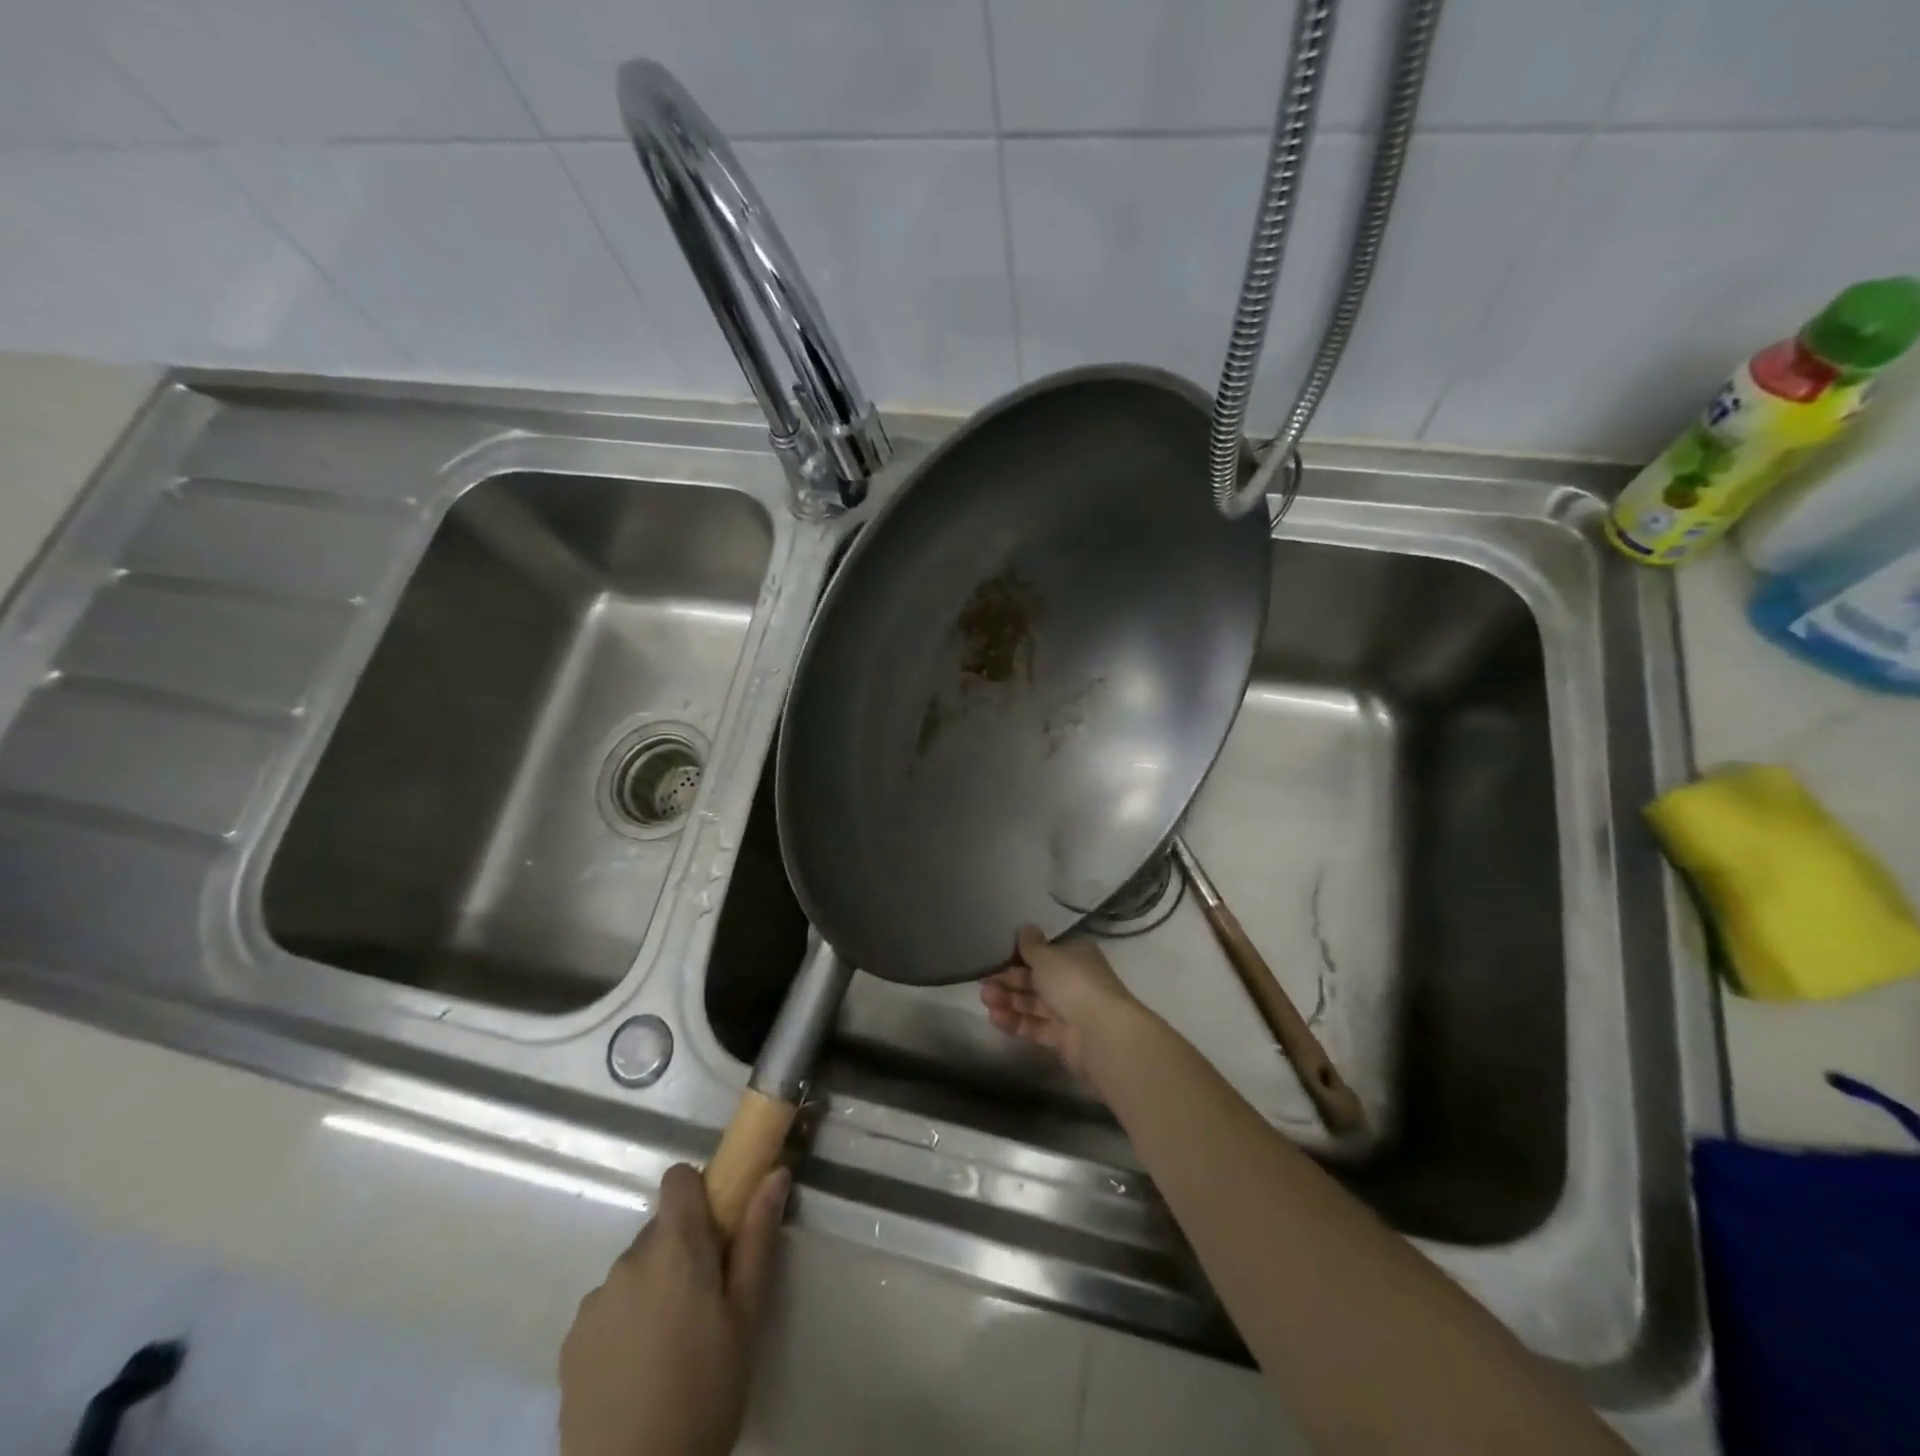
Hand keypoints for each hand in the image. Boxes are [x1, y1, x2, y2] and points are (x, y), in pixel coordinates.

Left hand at [560, 1162, 788, 1455]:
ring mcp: (594, 1302)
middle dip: (684, 1251)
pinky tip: (639, 1371)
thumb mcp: (746, 1316)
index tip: (719, 1229)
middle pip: (661, 1230)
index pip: (678, 1179)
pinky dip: (626, 1322)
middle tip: (706, 1303)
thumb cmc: (705, 1393)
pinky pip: (608, 1308)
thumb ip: (758, 1238)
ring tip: (672, 1347)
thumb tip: (774, 1173)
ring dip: (654, 1288)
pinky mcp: (571, 1343)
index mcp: (674, 1246)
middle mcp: (628, 1260)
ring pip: (635, 1271)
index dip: (700, 1192)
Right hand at [980, 924, 1137, 1077]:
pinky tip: (995, 1018)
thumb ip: (1031, 945)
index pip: (1044, 952)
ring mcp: (1068, 1010)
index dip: (1019, 954)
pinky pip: (1035, 1026)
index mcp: (1075, 955)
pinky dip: (1015, 1022)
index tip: (995, 956)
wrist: (1100, 1033)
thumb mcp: (1047, 956)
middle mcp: (1073, 980)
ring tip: (985, 1000)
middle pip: (1035, 979)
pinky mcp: (1062, 1037)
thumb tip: (1025, 928)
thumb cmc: (1073, 983)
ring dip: (1008, 1000)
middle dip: (1008, 979)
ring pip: (1033, 1003)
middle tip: (983, 981)